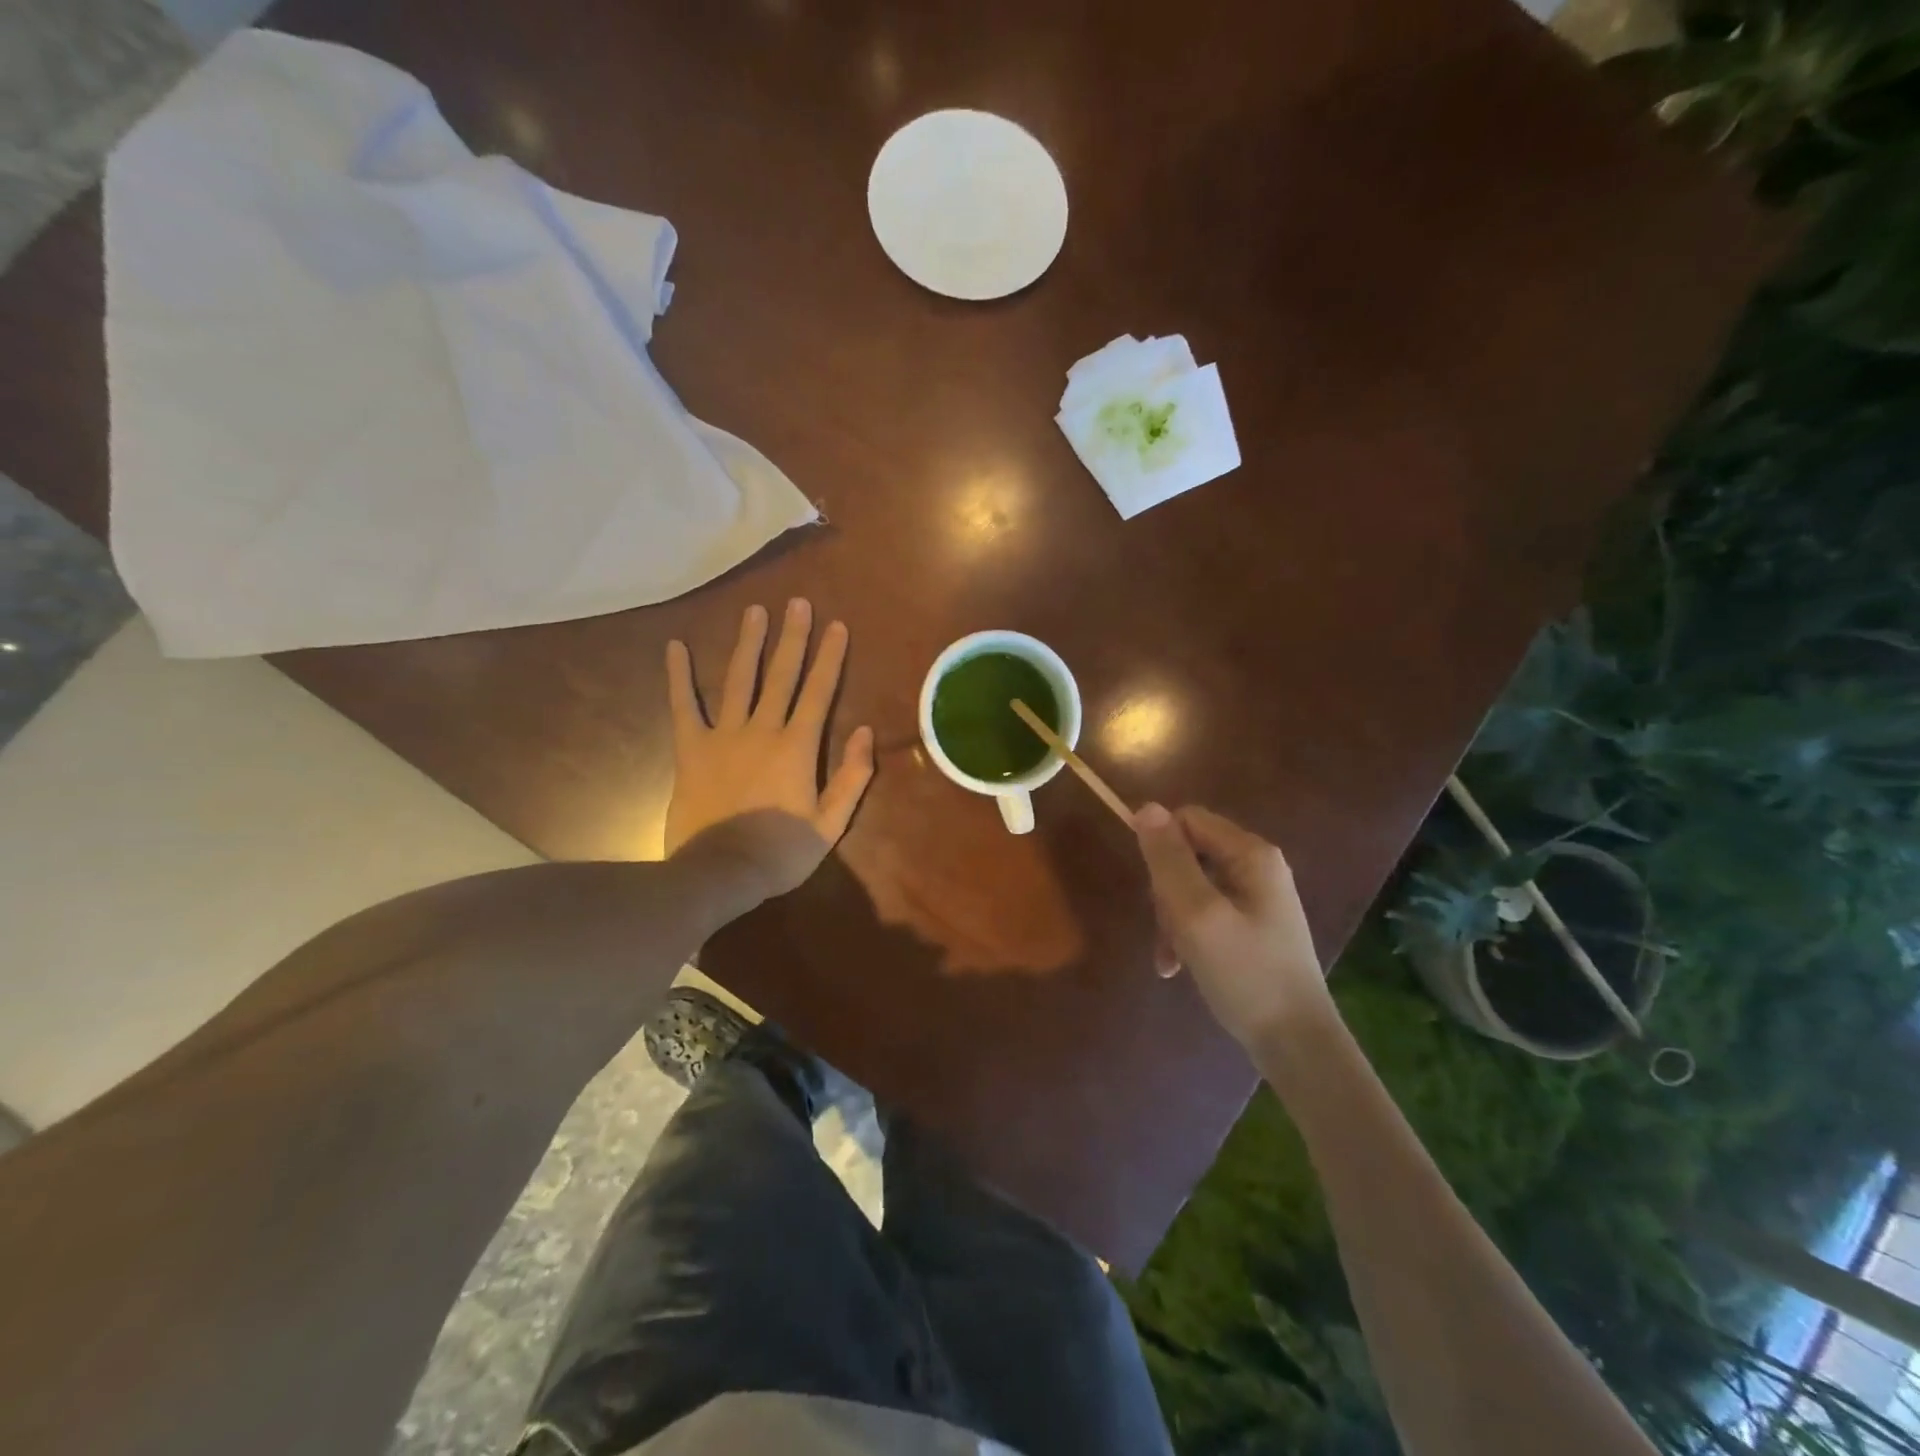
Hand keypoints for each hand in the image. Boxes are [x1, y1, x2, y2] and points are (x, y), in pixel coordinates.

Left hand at [665, 599, 875, 898]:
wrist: (720, 872)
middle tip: (797, 603)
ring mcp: (723, 736)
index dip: (829, 658)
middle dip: (792, 637)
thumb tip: (865, 732)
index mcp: (798, 747)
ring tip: (753, 612)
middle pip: (781, 675)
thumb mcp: (831, 823)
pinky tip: (675, 646)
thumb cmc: (781, 852)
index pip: (819, 692)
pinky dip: (678, 676)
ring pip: (738, 680)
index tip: (836, 626)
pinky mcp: (691, 749)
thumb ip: (852, 777)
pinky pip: (683, 706)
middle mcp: (762, 729)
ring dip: (748, 644)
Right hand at [1134, 803, 1330, 1049]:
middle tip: (1166, 930)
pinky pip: (1205, 913)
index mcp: (1251, 854)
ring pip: (1192, 887)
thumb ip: (1169, 860)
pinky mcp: (1252, 926)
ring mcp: (1257, 898)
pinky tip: (1178, 967)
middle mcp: (1257, 867)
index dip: (1159, 845)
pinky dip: (1187, 935)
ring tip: (1171, 959)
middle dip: (1165, 891)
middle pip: (1188, 854)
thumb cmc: (1246, 974)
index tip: (1149, 887)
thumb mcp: (1197, 914)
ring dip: (1172, 919)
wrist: (1296, 1044)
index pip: (1187, 819)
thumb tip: (1146, 807)